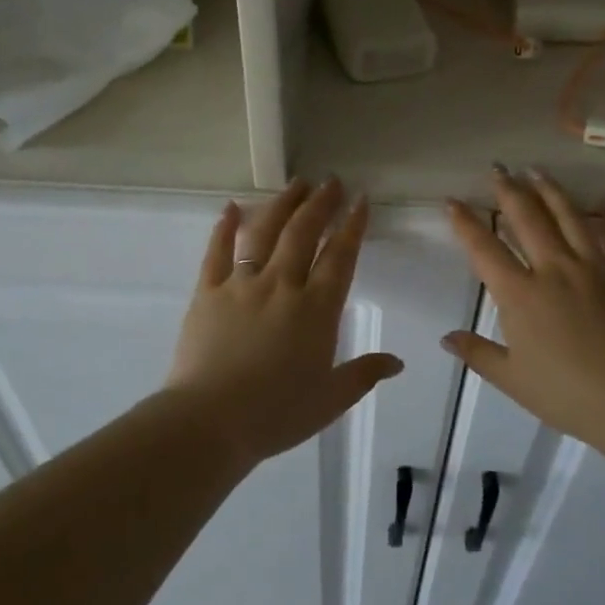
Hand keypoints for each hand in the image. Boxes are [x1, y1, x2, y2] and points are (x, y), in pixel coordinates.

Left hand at [164, 178, 402, 467]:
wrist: (209, 422)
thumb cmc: (276, 414)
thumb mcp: (330, 399)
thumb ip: (363, 374)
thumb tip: (397, 362)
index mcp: (316, 309)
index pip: (340, 257)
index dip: (352, 226)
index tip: (361, 201)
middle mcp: (282, 286)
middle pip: (303, 233)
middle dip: (320, 204)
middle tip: (331, 182)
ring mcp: (242, 285)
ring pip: (264, 232)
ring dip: (282, 204)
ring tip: (296, 184)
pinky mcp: (207, 292)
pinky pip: (216, 252)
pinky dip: (224, 227)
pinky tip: (230, 207)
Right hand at [442, 169, 604, 448]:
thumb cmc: (568, 394)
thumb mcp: (513, 379)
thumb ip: (478, 354)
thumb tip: (446, 337)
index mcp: (521, 295)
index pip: (484, 249)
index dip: (465, 223)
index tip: (452, 201)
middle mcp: (554, 270)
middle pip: (527, 219)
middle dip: (508, 191)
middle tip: (498, 169)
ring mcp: (594, 268)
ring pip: (570, 217)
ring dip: (551, 190)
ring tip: (537, 170)